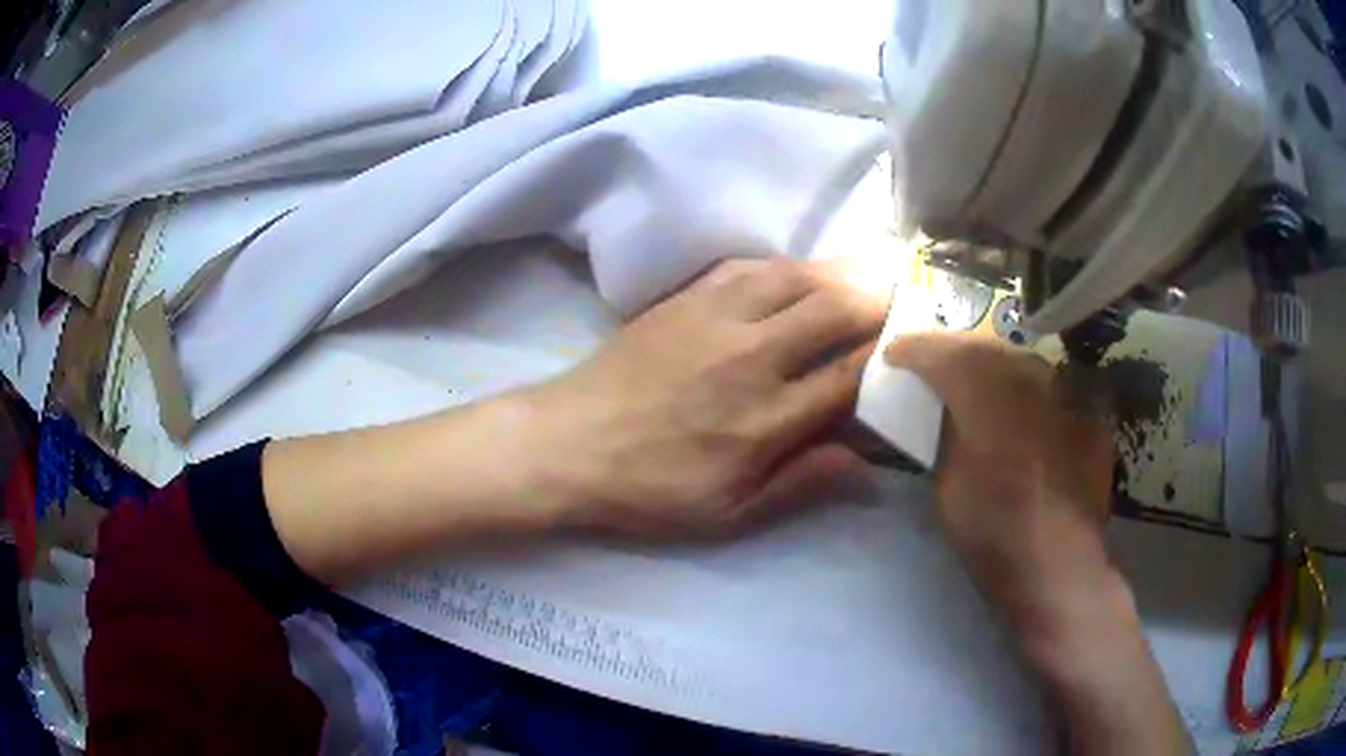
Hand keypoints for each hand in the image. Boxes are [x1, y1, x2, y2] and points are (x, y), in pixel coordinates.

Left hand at [520, 257, 885, 538]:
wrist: (568, 442)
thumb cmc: (649, 489)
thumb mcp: (728, 514)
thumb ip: (801, 484)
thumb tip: (867, 461)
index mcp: (766, 419)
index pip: (851, 374)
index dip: (891, 355)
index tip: (915, 343)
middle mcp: (751, 357)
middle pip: (836, 309)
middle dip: (879, 299)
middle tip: (905, 295)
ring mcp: (716, 317)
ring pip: (799, 276)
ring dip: (840, 272)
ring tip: (866, 274)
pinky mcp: (686, 297)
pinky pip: (752, 266)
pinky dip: (788, 266)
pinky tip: (800, 273)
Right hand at [884, 331, 1114, 630]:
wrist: (1058, 568)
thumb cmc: (992, 536)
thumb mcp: (948, 487)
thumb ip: (947, 438)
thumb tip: (946, 413)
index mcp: (986, 401)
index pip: (944, 355)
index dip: (916, 349)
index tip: (895, 352)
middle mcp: (1030, 384)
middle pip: (986, 348)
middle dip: (955, 352)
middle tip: (934, 363)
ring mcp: (1067, 397)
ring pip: (1024, 363)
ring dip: (996, 368)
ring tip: (980, 384)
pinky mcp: (1090, 418)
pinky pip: (1055, 392)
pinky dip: (1033, 397)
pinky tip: (1027, 418)